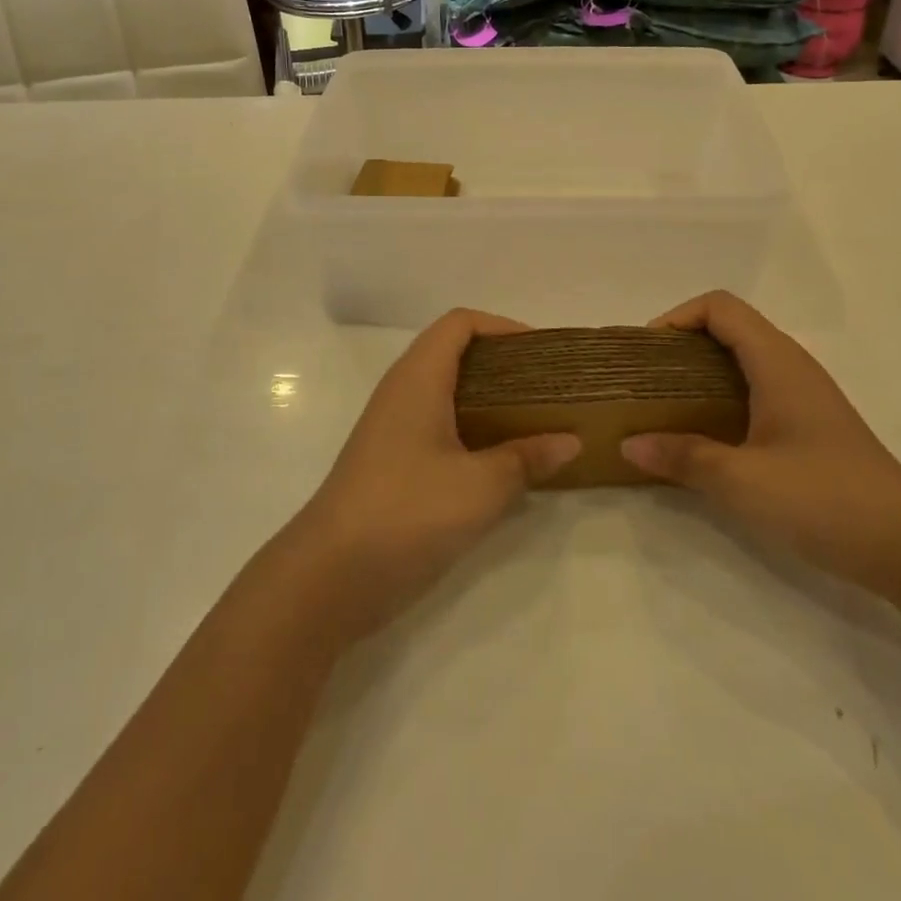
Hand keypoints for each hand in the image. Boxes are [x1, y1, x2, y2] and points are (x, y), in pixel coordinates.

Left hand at [287, 309, 579, 638]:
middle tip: (547, 387)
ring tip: (535, 420)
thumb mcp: (480, 487)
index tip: (542, 352)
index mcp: (418, 378)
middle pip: (455, 354)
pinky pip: (440, 427)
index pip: (459, 323)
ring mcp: (393, 429)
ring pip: (448, 393)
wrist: (329, 577)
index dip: (502, 326)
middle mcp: (403, 392)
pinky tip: (502, 460)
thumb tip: (570, 441)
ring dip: (490, 400)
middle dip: (503, 364)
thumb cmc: (407, 513)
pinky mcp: (392, 463)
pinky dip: (473, 430)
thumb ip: (526, 459)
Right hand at [621, 291, 900, 591]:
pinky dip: (723, 397)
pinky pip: (757, 390)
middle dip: (682, 345)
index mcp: (777, 362)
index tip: (647, 352)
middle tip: (647, 381)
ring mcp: (805, 397)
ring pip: (744, 361)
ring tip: (667, 407)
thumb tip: (628, 445)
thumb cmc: (825, 500)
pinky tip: (708, 437)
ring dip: (701, 373)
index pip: (720, 307)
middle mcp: (792, 367)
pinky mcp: (811, 426)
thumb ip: (682, 458)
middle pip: (730, 329)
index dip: (678, 316)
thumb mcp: (743, 481)